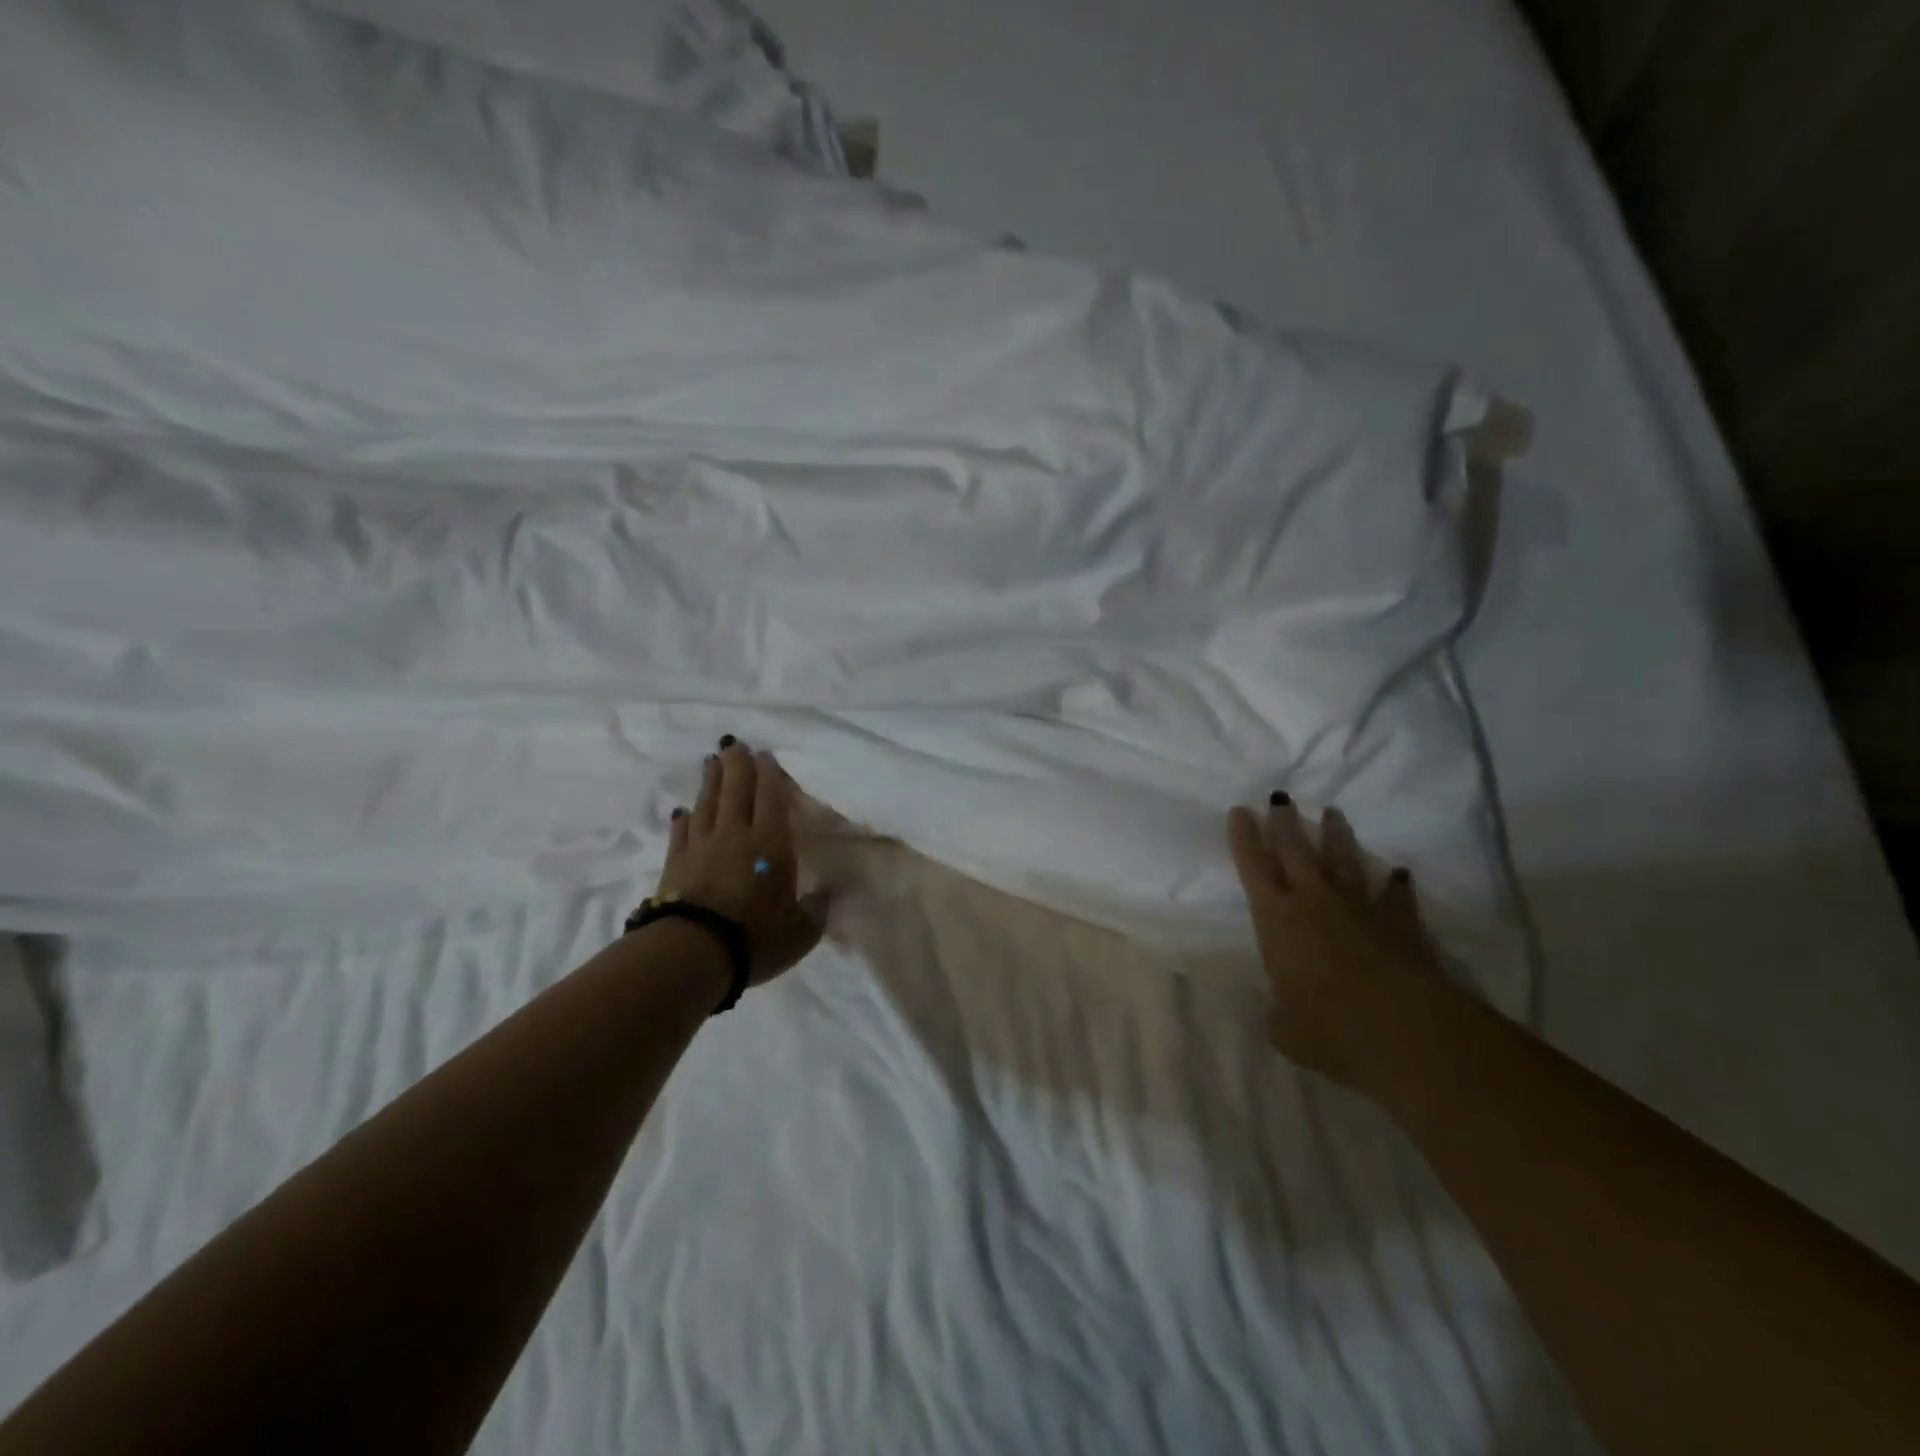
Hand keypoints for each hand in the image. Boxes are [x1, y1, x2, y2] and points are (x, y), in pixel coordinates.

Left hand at [659, 739, 827, 985]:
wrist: (693, 954)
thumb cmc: (755, 938)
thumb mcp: (802, 931)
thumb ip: (816, 909)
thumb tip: (826, 893)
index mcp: (770, 843)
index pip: (770, 798)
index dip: (769, 775)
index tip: (765, 755)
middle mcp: (735, 835)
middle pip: (735, 790)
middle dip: (737, 764)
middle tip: (734, 744)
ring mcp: (701, 847)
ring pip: (707, 804)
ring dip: (711, 781)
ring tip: (712, 761)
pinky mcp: (675, 864)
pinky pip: (681, 833)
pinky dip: (684, 818)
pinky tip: (683, 811)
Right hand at [1227, 794, 1440, 1092]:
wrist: (1403, 1030)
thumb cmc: (1327, 1028)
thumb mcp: (1285, 1029)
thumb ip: (1280, 1012)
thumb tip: (1284, 1012)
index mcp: (1275, 919)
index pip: (1253, 868)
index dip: (1244, 838)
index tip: (1241, 810)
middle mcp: (1313, 902)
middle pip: (1295, 851)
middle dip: (1285, 823)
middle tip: (1280, 797)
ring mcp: (1359, 909)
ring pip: (1344, 861)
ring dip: (1336, 837)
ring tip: (1332, 813)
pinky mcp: (1400, 925)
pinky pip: (1395, 897)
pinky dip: (1395, 885)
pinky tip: (1398, 872)